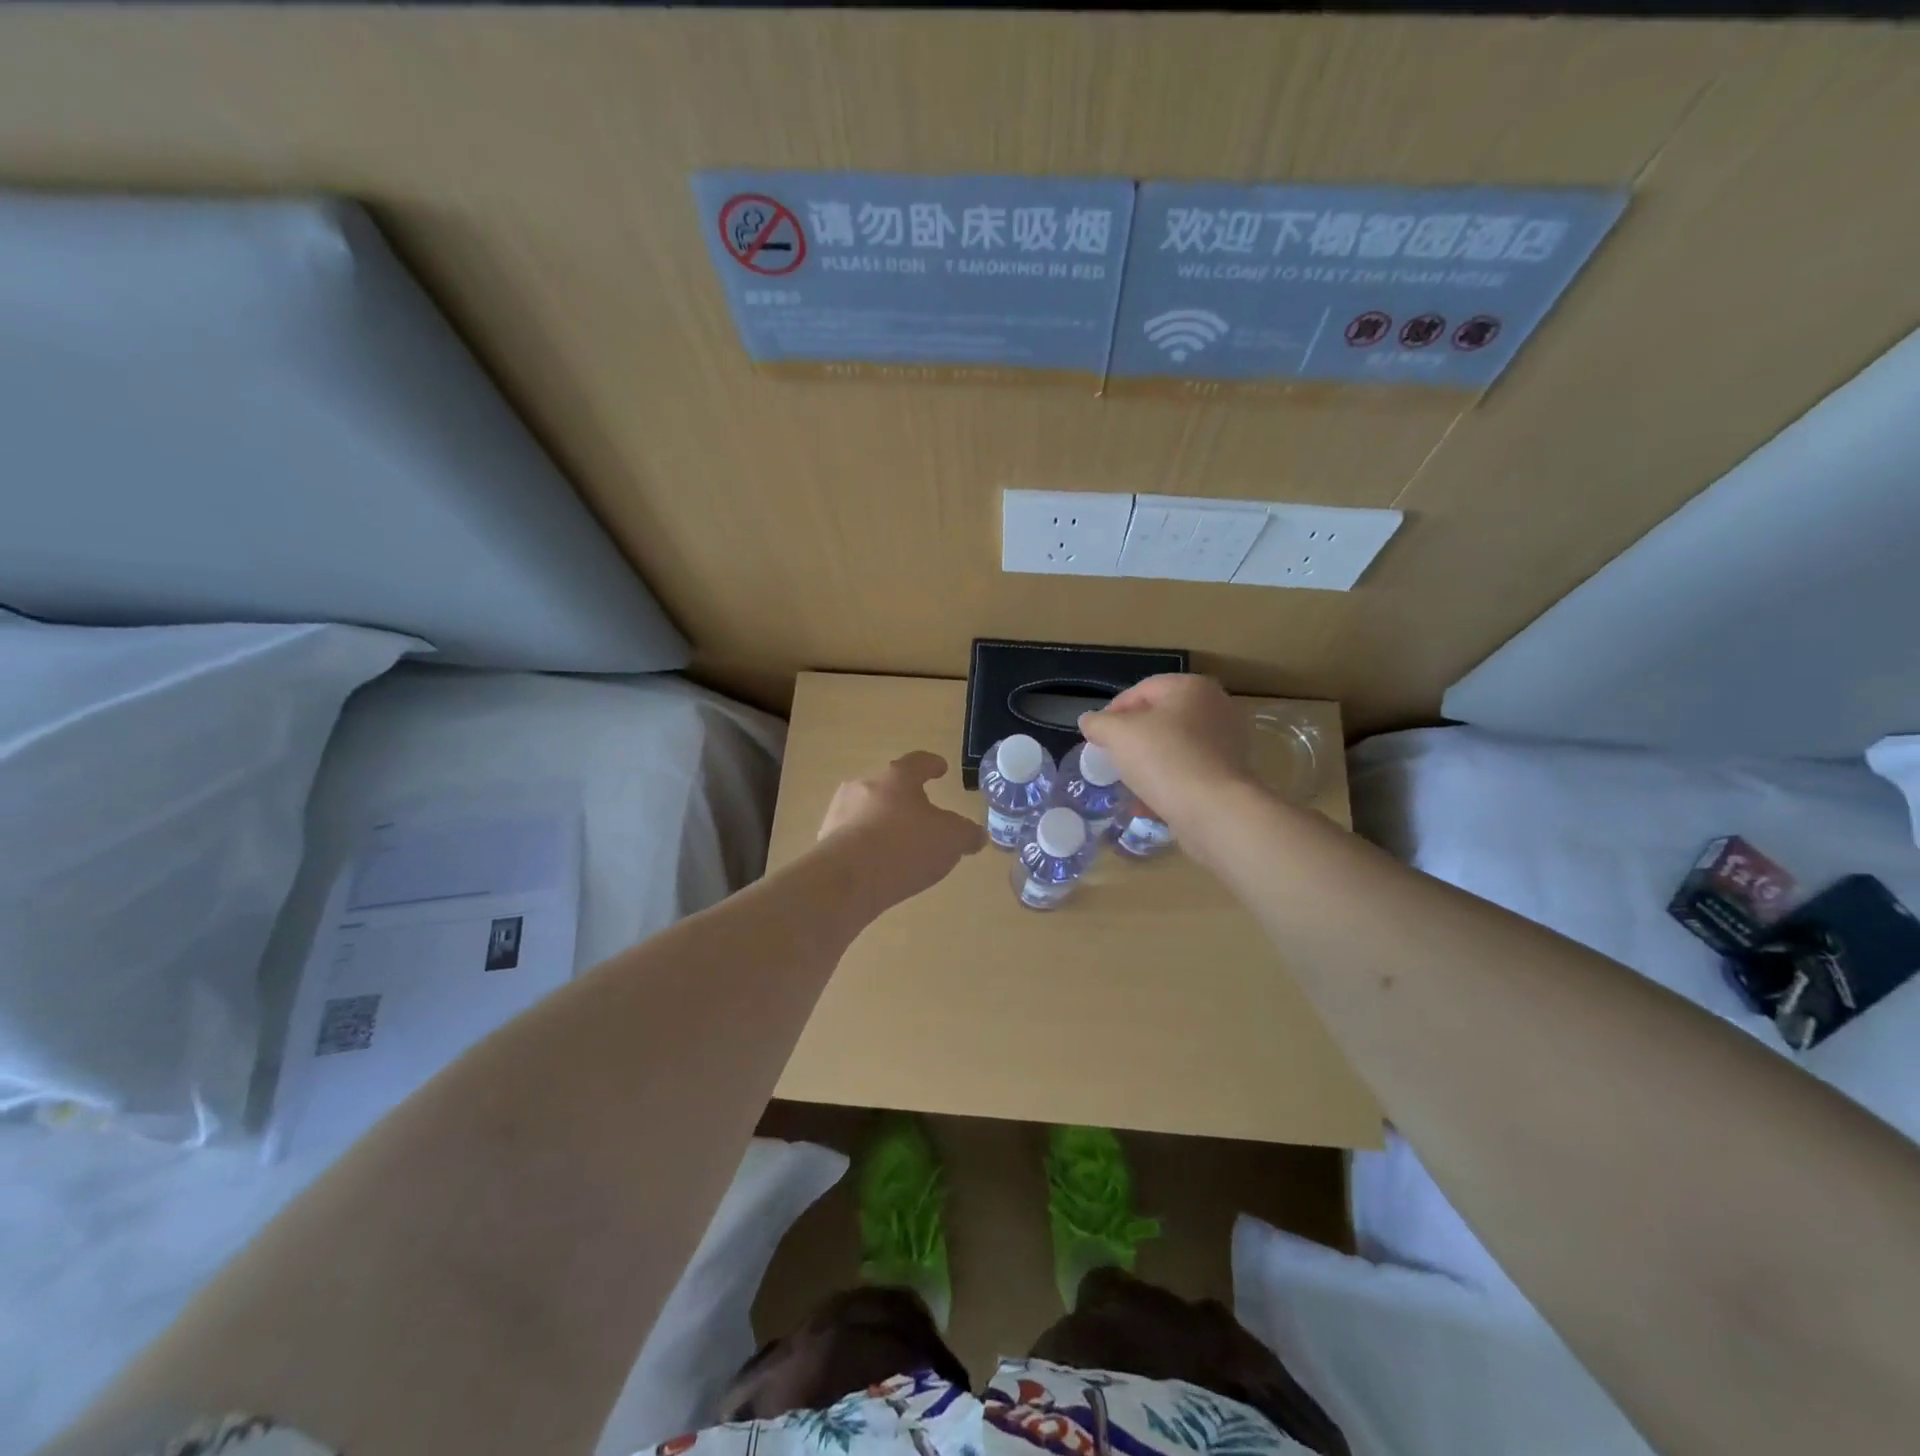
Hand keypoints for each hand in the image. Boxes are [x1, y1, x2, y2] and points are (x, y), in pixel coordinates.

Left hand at [816, 751, 985, 910]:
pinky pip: (853, 838)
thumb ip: (967, 834)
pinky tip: (878, 865)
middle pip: (888, 786)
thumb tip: (976, 835)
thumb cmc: (905, 847)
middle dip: (905, 798)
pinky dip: (867, 846)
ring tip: (900, 844)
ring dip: (883, 823)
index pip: (918, 762)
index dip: (932, 765)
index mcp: (896, 777)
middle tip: (921, 813)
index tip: (941, 769)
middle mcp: (863, 786)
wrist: (847, 881)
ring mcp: (839, 813)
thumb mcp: (951, 840)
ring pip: (867, 811)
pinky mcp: (825, 841)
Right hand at [1078, 675, 1257, 828]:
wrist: (1213, 810)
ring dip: (1149, 761)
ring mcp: (1229, 740)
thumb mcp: (1117, 735)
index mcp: (1192, 687)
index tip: (1097, 736)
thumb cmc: (1164, 759)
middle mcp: (1217, 706)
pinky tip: (1150, 801)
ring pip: (1175, 746)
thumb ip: (1098, 723)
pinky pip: (1190, 770)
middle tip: (1112, 757)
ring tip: (1129, 782)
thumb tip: (1089, 721)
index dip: (1113, 711)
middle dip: (1133, 737)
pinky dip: (1169, 780)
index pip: (1142, 690)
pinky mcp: (1232, 773)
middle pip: (1161, 717)